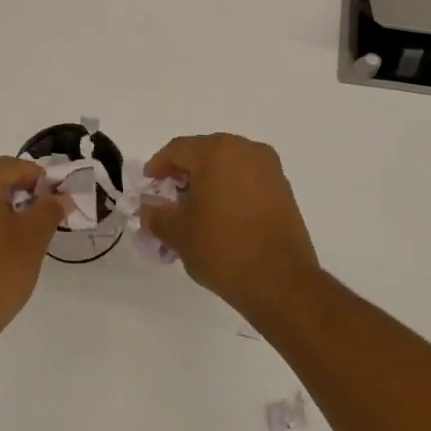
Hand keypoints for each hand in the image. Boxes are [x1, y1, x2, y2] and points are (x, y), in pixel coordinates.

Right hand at [141, 134, 322, 316]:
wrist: (279, 280)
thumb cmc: (221, 247)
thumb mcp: (177, 232)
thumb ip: (156, 214)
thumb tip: (150, 208)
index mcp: (218, 151)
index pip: (178, 150)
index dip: (157, 167)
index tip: (147, 187)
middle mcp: (247, 151)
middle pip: (205, 154)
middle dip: (183, 175)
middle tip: (167, 200)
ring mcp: (270, 170)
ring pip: (228, 168)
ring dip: (208, 185)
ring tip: (193, 214)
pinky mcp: (284, 192)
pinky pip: (247, 182)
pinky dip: (229, 193)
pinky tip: (219, 219)